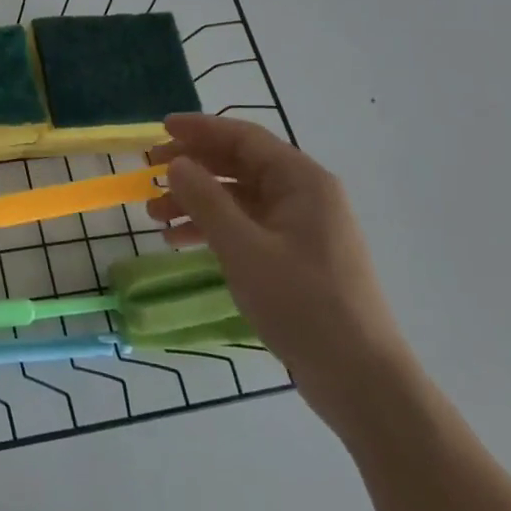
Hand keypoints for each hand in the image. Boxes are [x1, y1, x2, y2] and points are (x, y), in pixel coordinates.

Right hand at [148, 113, 415, 437]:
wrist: (361, 381)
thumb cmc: (303, 304)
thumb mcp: (244, 249)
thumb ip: (205, 200)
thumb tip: (175, 163)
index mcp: (302, 181)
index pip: (243, 138)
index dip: (199, 129)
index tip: (160, 128)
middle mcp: (304, 195)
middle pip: (239, 164)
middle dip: (192, 167)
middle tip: (149, 172)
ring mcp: (301, 227)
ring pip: (238, 197)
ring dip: (195, 200)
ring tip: (154, 215)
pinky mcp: (295, 256)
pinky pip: (246, 225)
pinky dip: (212, 227)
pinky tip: (181, 241)